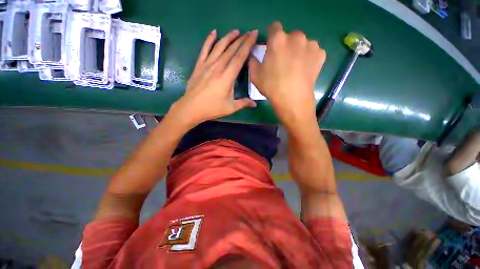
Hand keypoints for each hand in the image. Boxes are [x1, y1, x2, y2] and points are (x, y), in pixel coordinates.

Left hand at [169, 29, 257, 127]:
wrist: (191, 107)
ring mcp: (207, 64)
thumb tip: (255, 104)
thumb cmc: (212, 108)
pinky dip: (209, 40)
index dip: (248, 45)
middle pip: (231, 49)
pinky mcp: (199, 65)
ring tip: (236, 31)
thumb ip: (243, 103)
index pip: (240, 57)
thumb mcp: (230, 108)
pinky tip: (213, 32)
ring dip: (228, 37)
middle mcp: (218, 67)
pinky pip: (204, 49)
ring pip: (219, 46)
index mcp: (227, 77)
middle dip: (242, 39)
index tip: (254, 34)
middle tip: (249, 32)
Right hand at [249, 22, 325, 128]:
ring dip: (298, 51)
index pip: (274, 27)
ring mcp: (310, 44)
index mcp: (278, 39)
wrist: (292, 99)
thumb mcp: (255, 75)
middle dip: (286, 45)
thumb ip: (252, 60)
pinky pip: (312, 52)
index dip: (272, 36)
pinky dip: (308, 58)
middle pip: (289, 36)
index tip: (271, 48)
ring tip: (295, 67)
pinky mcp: (320, 54)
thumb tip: (253, 54)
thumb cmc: (271, 87)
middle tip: (283, 61)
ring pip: (302, 43)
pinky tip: (304, 70)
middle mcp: (295, 37)